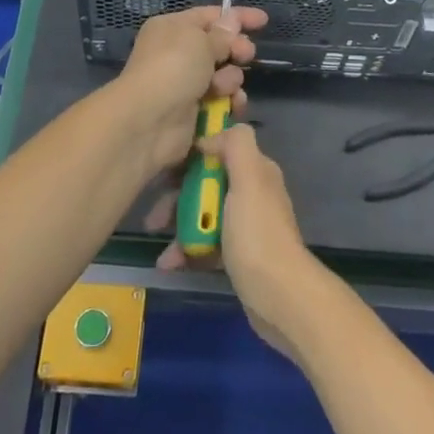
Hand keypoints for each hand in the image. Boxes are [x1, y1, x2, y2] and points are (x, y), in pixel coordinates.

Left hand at [113, 5, 266, 181]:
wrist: (149, 120)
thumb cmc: (173, 68)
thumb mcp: (200, 41)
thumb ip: (222, 34)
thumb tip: (232, 21)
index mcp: (173, 28)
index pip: (210, 16)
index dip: (237, 17)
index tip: (263, 21)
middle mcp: (177, 53)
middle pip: (219, 46)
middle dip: (236, 49)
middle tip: (245, 55)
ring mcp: (185, 83)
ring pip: (224, 74)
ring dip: (231, 79)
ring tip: (223, 86)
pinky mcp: (193, 110)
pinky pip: (221, 99)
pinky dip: (229, 100)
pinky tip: (232, 105)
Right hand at [156, 125, 326, 361]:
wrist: (280, 297)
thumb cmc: (257, 233)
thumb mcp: (249, 178)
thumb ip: (236, 145)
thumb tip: (211, 136)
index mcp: (256, 170)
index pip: (219, 149)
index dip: (191, 155)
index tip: (163, 167)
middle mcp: (252, 193)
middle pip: (207, 183)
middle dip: (177, 196)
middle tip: (153, 215)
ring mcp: (245, 225)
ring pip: (203, 214)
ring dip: (178, 224)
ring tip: (156, 240)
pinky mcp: (238, 255)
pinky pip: (206, 242)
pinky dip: (186, 249)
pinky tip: (169, 262)